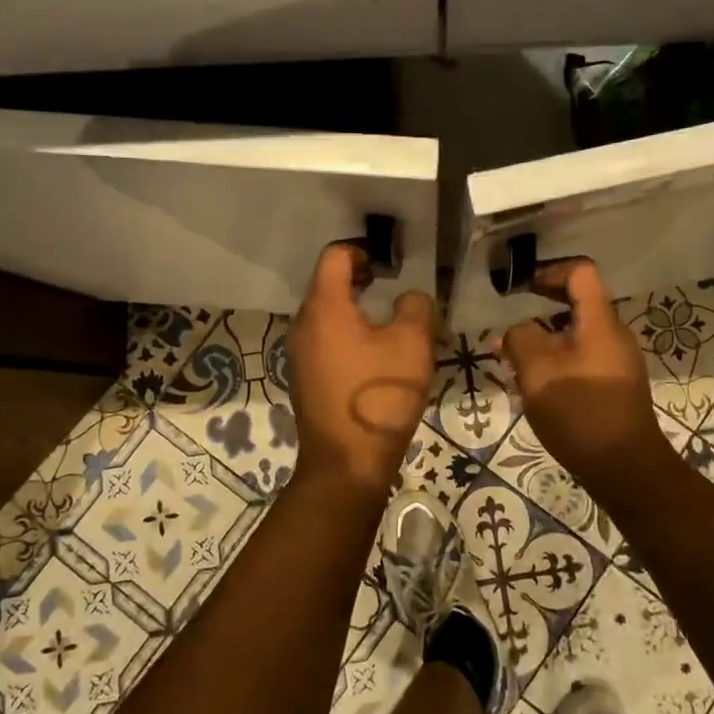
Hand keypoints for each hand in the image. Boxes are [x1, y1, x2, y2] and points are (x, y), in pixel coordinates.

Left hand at [287, 242, 436, 500]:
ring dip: (353, 308)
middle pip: (326, 284)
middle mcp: (303, 324)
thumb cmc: (379, 395)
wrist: (347, 462)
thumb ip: (415, 306)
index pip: (334, 256)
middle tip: (390, 285)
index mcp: (325, 307)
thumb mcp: (412, 344)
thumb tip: (409, 298)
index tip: (388, 265)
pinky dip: (345, 333)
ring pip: (324, 314)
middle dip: (358, 278)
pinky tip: (372, 356)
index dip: (361, 250)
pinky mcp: (303, 378)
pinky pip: (323, 340)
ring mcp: (298, 353)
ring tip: (386, 321)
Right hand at [499, 260, 675, 494]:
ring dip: (546, 341)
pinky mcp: (616, 387)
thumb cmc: (580, 412)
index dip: (550, 272)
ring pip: (577, 336)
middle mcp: (614, 335)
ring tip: (514, 363)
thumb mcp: (537, 371)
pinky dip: (558, 362)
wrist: (626, 468)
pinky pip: (583, 359)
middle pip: (578, 304)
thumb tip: (516, 331)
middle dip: (541, 310)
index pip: (581, 272)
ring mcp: (618, 362)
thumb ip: (521, 338)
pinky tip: (536, 387)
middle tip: (511, 326)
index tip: (522, 289)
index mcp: (600, 322)